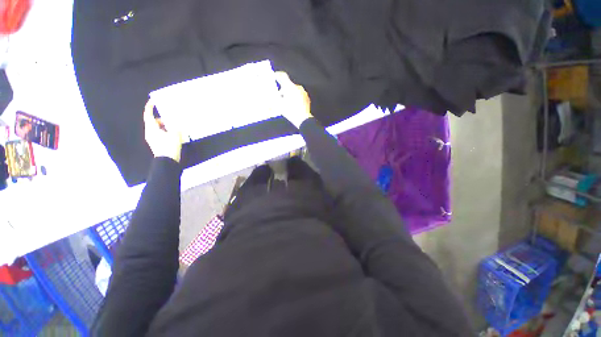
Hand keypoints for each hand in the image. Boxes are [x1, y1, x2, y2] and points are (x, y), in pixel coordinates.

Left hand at [143, 99, 183, 162]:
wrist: (167, 161)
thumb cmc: (170, 147)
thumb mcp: (175, 134)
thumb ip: (175, 126)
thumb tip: (176, 121)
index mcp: (152, 129)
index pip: (148, 115)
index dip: (149, 107)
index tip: (153, 101)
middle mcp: (149, 132)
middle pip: (153, 122)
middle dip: (162, 119)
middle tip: (171, 120)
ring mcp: (152, 139)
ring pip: (157, 128)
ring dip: (165, 126)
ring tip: (175, 129)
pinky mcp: (156, 143)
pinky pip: (159, 134)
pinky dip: (165, 132)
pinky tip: (173, 135)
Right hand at [275, 71, 312, 128]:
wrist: (303, 119)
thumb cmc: (290, 112)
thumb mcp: (279, 105)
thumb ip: (274, 97)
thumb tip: (271, 95)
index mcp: (290, 87)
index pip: (283, 76)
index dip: (278, 75)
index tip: (275, 76)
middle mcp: (297, 87)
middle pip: (288, 85)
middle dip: (283, 90)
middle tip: (279, 97)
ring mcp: (303, 92)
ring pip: (293, 90)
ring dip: (289, 94)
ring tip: (286, 102)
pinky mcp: (306, 97)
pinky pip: (299, 94)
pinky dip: (295, 97)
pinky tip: (293, 104)